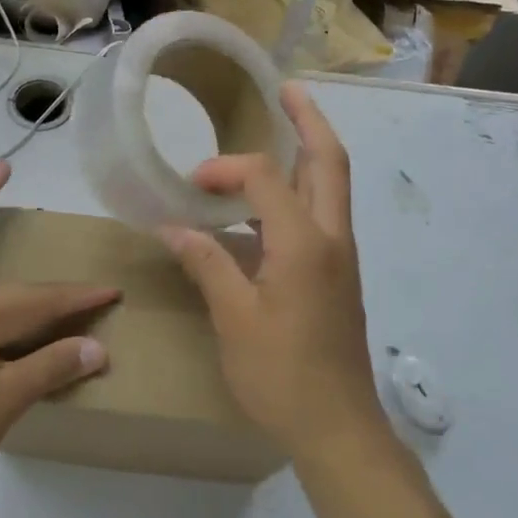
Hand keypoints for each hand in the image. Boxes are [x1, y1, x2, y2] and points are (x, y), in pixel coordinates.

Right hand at [159, 83, 385, 462]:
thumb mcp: (234, 318)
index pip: (265, 179)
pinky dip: (302, 191)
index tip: (190, 184)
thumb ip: (207, 264)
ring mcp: (341, 258)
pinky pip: (323, 214)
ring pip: (332, 187)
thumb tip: (175, 227)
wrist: (337, 427)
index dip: (225, 169)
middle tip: (287, 90)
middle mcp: (332, 238)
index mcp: (304, 243)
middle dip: (309, 121)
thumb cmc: (282, 374)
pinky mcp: (338, 276)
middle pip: (329, 162)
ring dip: (310, 153)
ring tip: (282, 130)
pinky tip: (268, 205)